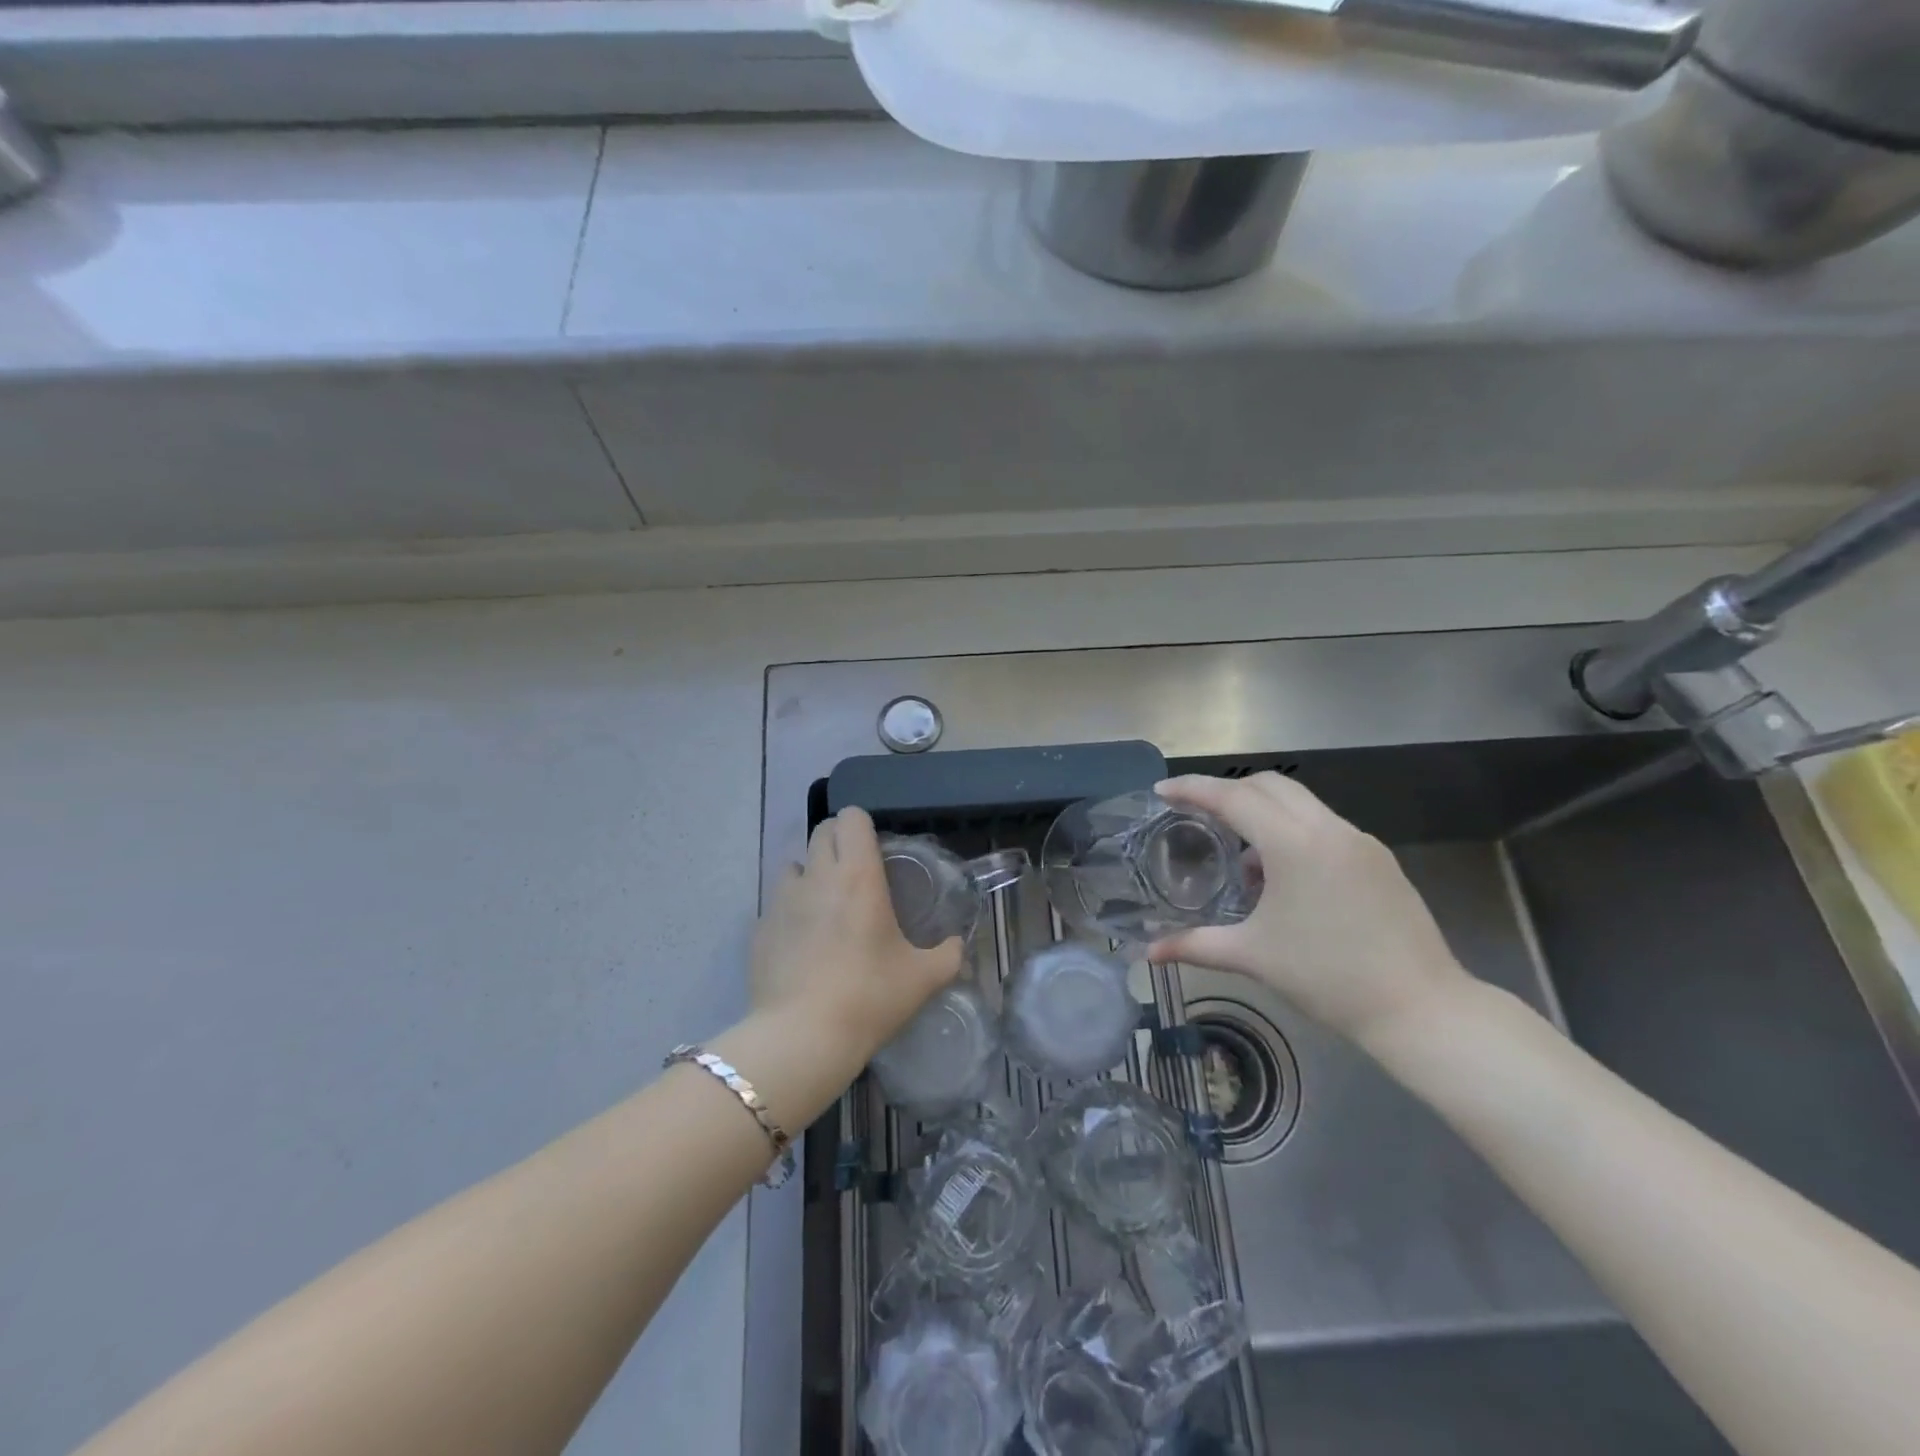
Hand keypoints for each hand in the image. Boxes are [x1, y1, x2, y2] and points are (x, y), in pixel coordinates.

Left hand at [751, 807, 964, 1067]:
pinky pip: (776, 903)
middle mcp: (817, 876)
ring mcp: (781, 900)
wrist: (802, 1038)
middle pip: (821, 830)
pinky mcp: (759, 928)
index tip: (876, 849)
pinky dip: (791, 911)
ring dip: (811, 873)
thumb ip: (948, 955)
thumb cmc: (869, 997)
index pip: (851, 818)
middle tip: (856, 873)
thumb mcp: (923, 978)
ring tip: (826, 906)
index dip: (863, 825)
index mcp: (858, 876)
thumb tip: (957, 946)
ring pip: (795, 864)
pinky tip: (803, 944)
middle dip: (838, 841)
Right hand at [1147, 773, 1472, 1049]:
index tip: (1162, 791)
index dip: (1193, 789)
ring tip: (1239, 855)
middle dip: (1228, 791)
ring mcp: (1359, 841)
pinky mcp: (1378, 859)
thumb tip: (1148, 953)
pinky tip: (1283, 877)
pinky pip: (1323, 826)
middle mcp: (1327, 829)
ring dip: (1262, 812)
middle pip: (1268, 785)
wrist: (1420, 1008)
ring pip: (1300, 802)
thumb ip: (1195, 945)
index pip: (1233, 797)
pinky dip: (1292, 831)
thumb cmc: (1328, 977)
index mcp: (1293, 844)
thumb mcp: (1253, 956)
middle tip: (1196, 813)